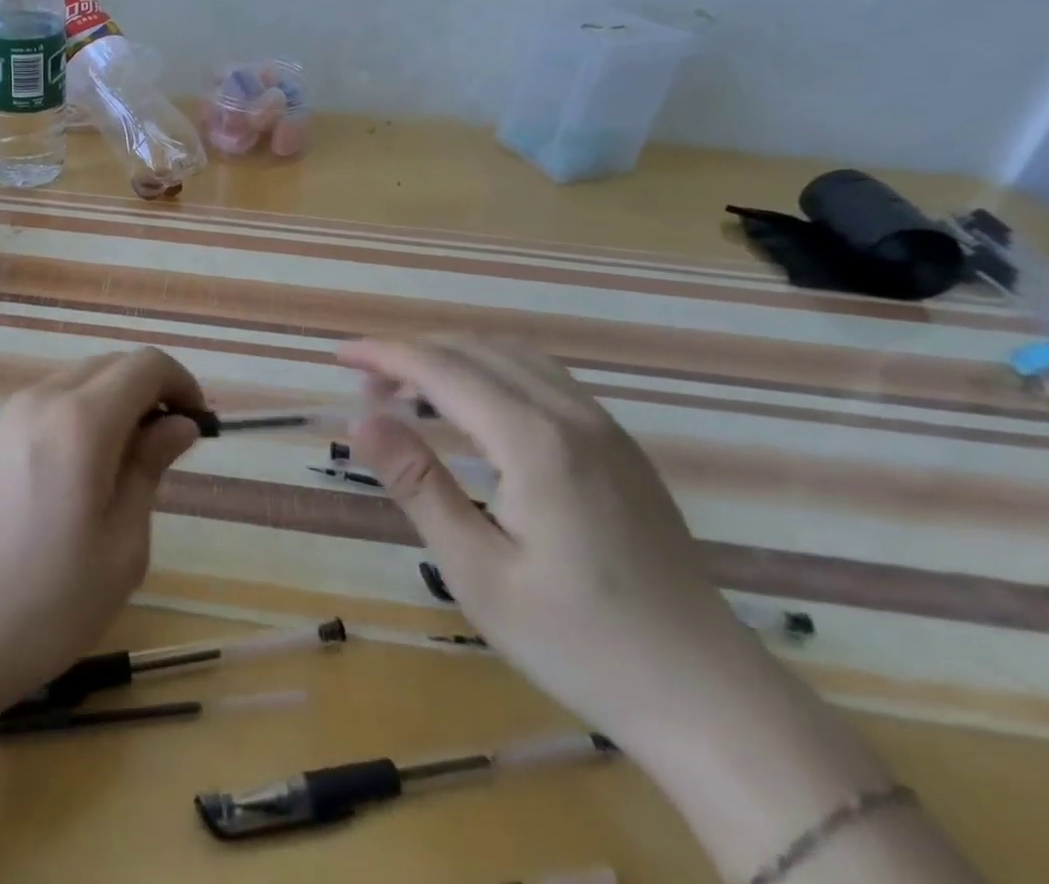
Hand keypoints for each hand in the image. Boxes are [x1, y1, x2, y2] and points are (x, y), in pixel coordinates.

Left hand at [0, 347, 204, 715]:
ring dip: (115, 402)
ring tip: (126, 464)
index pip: (146, 365)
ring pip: (79, 381)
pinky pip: (50, 403)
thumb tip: (177, 424)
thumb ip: (149, 468)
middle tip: (168, 448)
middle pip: (112, 364)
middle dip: (150, 391)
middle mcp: (42, 400)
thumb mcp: (121, 545)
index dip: (182, 384)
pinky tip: (81, 473)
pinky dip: (82, 415)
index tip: (197, 427)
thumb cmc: (45, 602)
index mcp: (81, 420)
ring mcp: (9, 416)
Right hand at [340, 339, 879, 784]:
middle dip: (412, 355)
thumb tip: (361, 420)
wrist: (709, 697)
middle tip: (366, 387)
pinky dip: (491, 371)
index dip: (385, 354)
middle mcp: (572, 415)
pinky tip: (474, 409)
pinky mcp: (619, 446)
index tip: (339, 355)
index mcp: (536, 442)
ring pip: (512, 356)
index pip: (443, 369)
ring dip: (453, 359)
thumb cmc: (579, 642)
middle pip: (476, 351)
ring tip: (410, 392)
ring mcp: (604, 427)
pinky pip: (543, 377)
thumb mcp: (478, 573)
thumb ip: (418, 485)